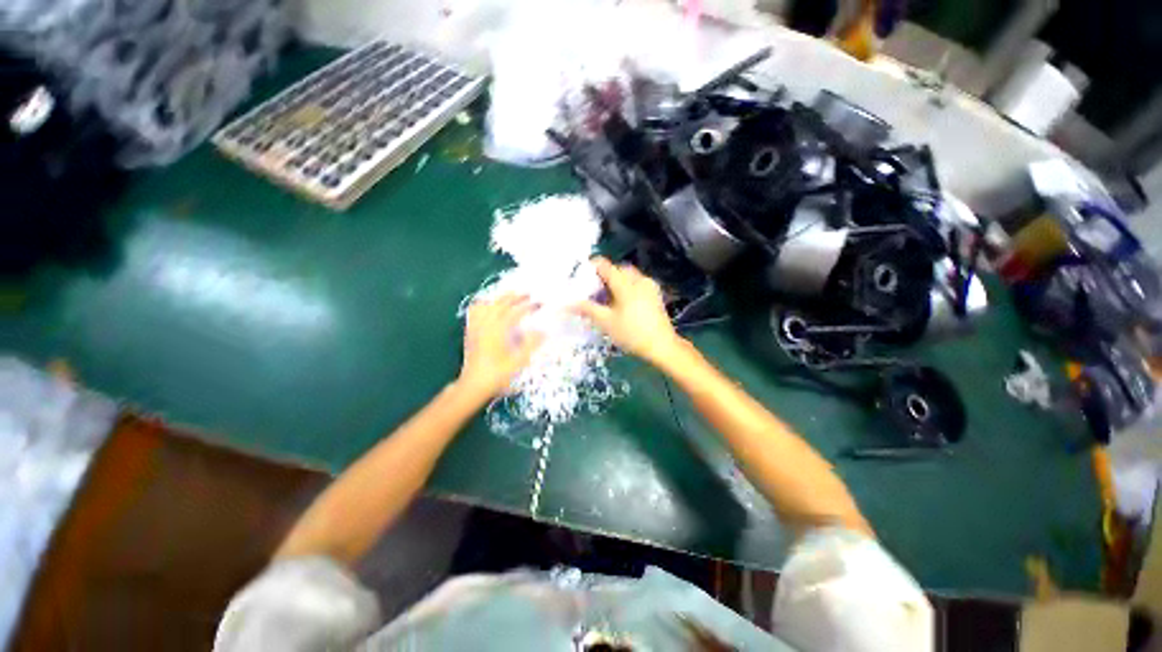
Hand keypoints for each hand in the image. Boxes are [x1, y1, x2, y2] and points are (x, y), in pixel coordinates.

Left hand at [458, 294, 544, 400]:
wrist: (474, 385)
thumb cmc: (498, 374)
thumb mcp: (519, 361)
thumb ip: (531, 344)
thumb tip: (542, 332)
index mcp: (499, 330)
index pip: (516, 312)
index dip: (529, 306)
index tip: (539, 304)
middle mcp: (487, 324)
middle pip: (501, 303)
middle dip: (515, 297)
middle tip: (528, 295)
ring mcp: (477, 327)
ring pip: (488, 304)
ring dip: (500, 298)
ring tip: (510, 296)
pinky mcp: (471, 332)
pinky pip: (475, 312)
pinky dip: (483, 305)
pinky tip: (488, 306)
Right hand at [572, 257, 682, 363]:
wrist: (661, 345)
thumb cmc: (631, 333)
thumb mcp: (606, 322)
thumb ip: (587, 309)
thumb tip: (568, 303)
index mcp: (625, 283)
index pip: (605, 265)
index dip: (592, 266)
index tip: (581, 274)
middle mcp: (638, 279)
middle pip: (618, 268)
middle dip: (605, 274)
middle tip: (594, 287)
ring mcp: (649, 286)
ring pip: (629, 275)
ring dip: (617, 280)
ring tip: (607, 296)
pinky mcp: (655, 294)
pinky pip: (637, 282)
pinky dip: (627, 285)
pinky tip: (622, 301)